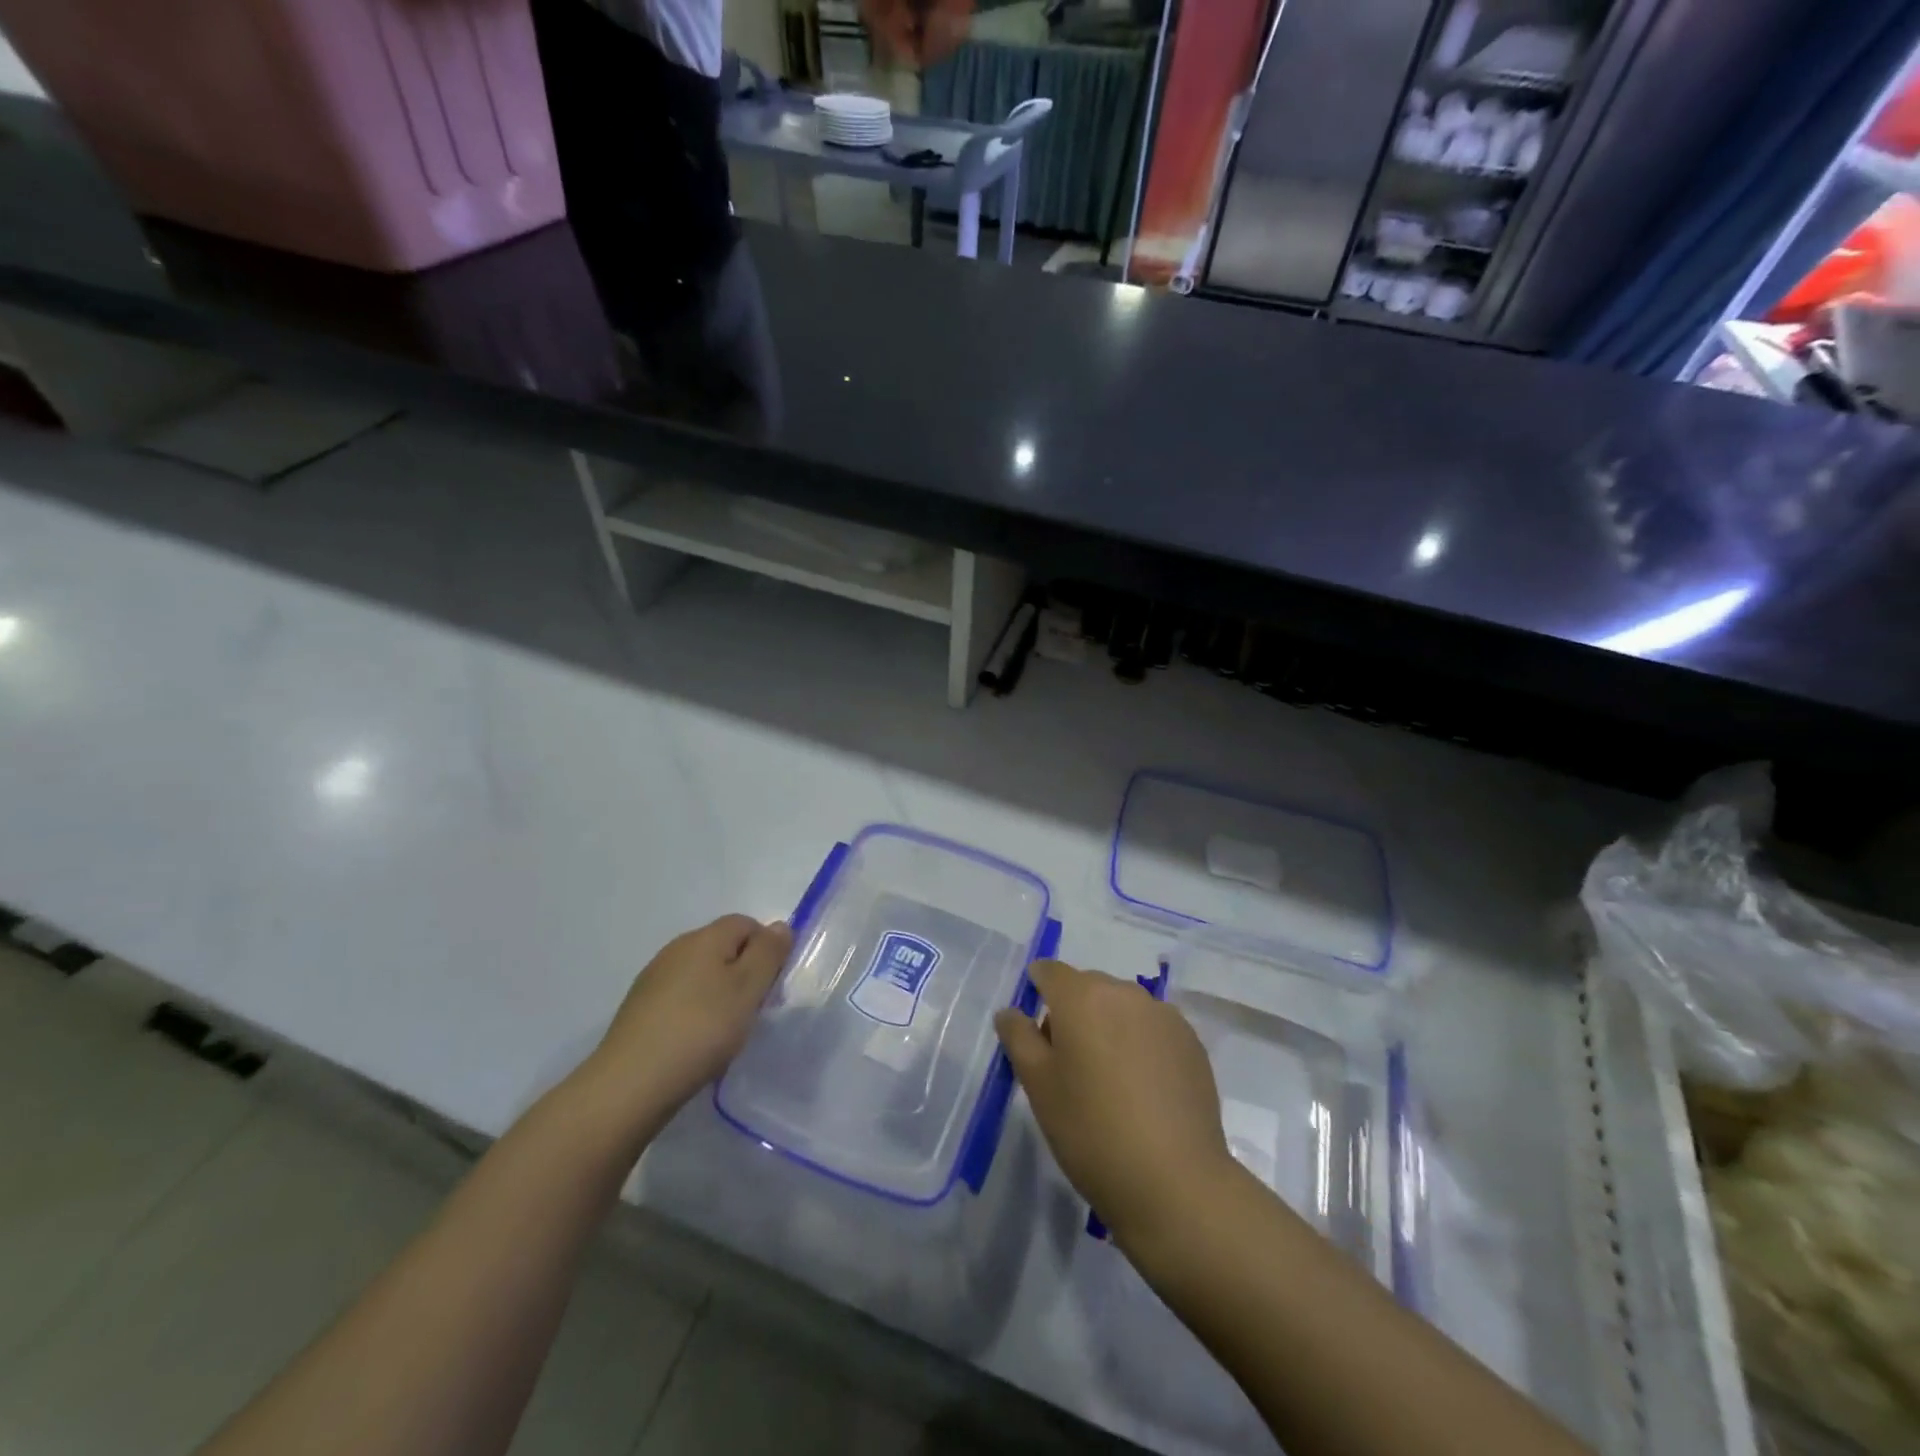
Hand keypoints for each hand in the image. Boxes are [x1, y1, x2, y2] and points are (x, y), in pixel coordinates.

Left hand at [580, 915, 791, 1129]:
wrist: (630, 1084)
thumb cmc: (701, 1029)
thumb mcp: (748, 989)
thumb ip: (768, 953)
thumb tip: (779, 926)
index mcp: (704, 938)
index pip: (746, 923)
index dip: (766, 948)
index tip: (771, 985)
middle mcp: (676, 949)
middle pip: (722, 946)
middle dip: (743, 971)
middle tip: (753, 1009)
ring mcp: (653, 979)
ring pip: (701, 973)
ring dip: (719, 993)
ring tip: (726, 1030)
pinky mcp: (639, 1009)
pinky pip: (680, 997)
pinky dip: (695, 1011)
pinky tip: (696, 1042)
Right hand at [995, 959, 1234, 1255]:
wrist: (1175, 1183)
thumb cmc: (1090, 1130)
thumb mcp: (1038, 1086)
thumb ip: (1018, 1038)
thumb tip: (1010, 1011)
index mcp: (1082, 996)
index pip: (1049, 971)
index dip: (1036, 991)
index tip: (1035, 1032)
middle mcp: (1125, 993)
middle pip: (1088, 987)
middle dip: (1073, 1013)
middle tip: (1069, 1067)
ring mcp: (1164, 1016)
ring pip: (1123, 1008)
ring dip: (1109, 1028)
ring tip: (1109, 1082)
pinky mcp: (1192, 1043)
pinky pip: (1153, 1029)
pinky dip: (1141, 1044)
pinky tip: (1143, 1090)